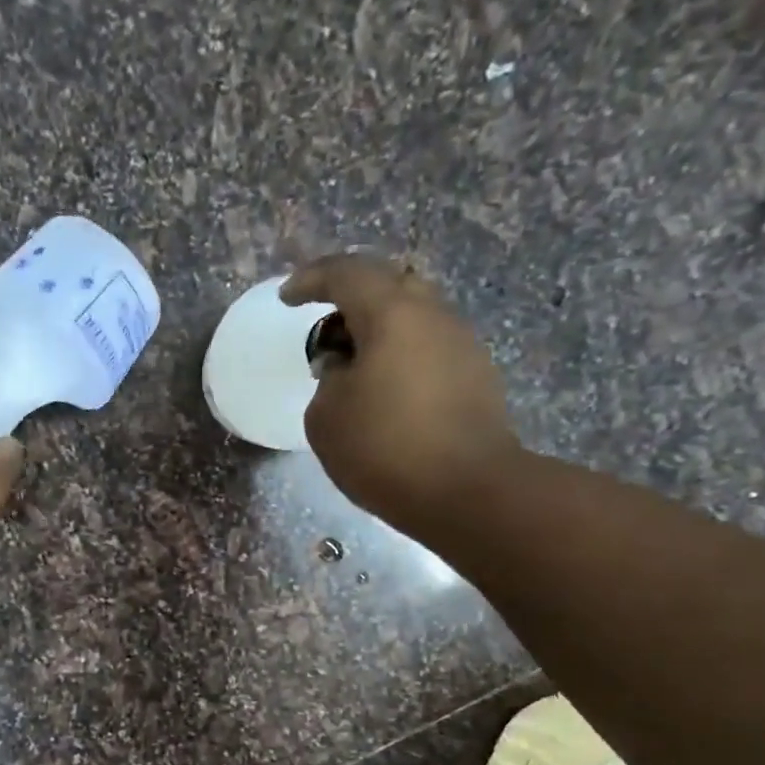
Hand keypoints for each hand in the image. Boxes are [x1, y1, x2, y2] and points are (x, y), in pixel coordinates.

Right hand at [281, 255, 518, 524]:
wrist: (466, 490)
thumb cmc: (384, 448)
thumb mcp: (327, 417)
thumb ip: (328, 380)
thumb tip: (346, 367)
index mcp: (393, 314)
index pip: (347, 274)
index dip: (311, 279)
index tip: (288, 298)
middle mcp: (434, 316)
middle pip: (390, 285)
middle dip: (352, 299)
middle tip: (327, 331)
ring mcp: (462, 344)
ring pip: (414, 317)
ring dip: (379, 331)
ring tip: (354, 367)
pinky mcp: (476, 376)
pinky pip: (429, 348)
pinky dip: (400, 357)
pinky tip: (385, 392)